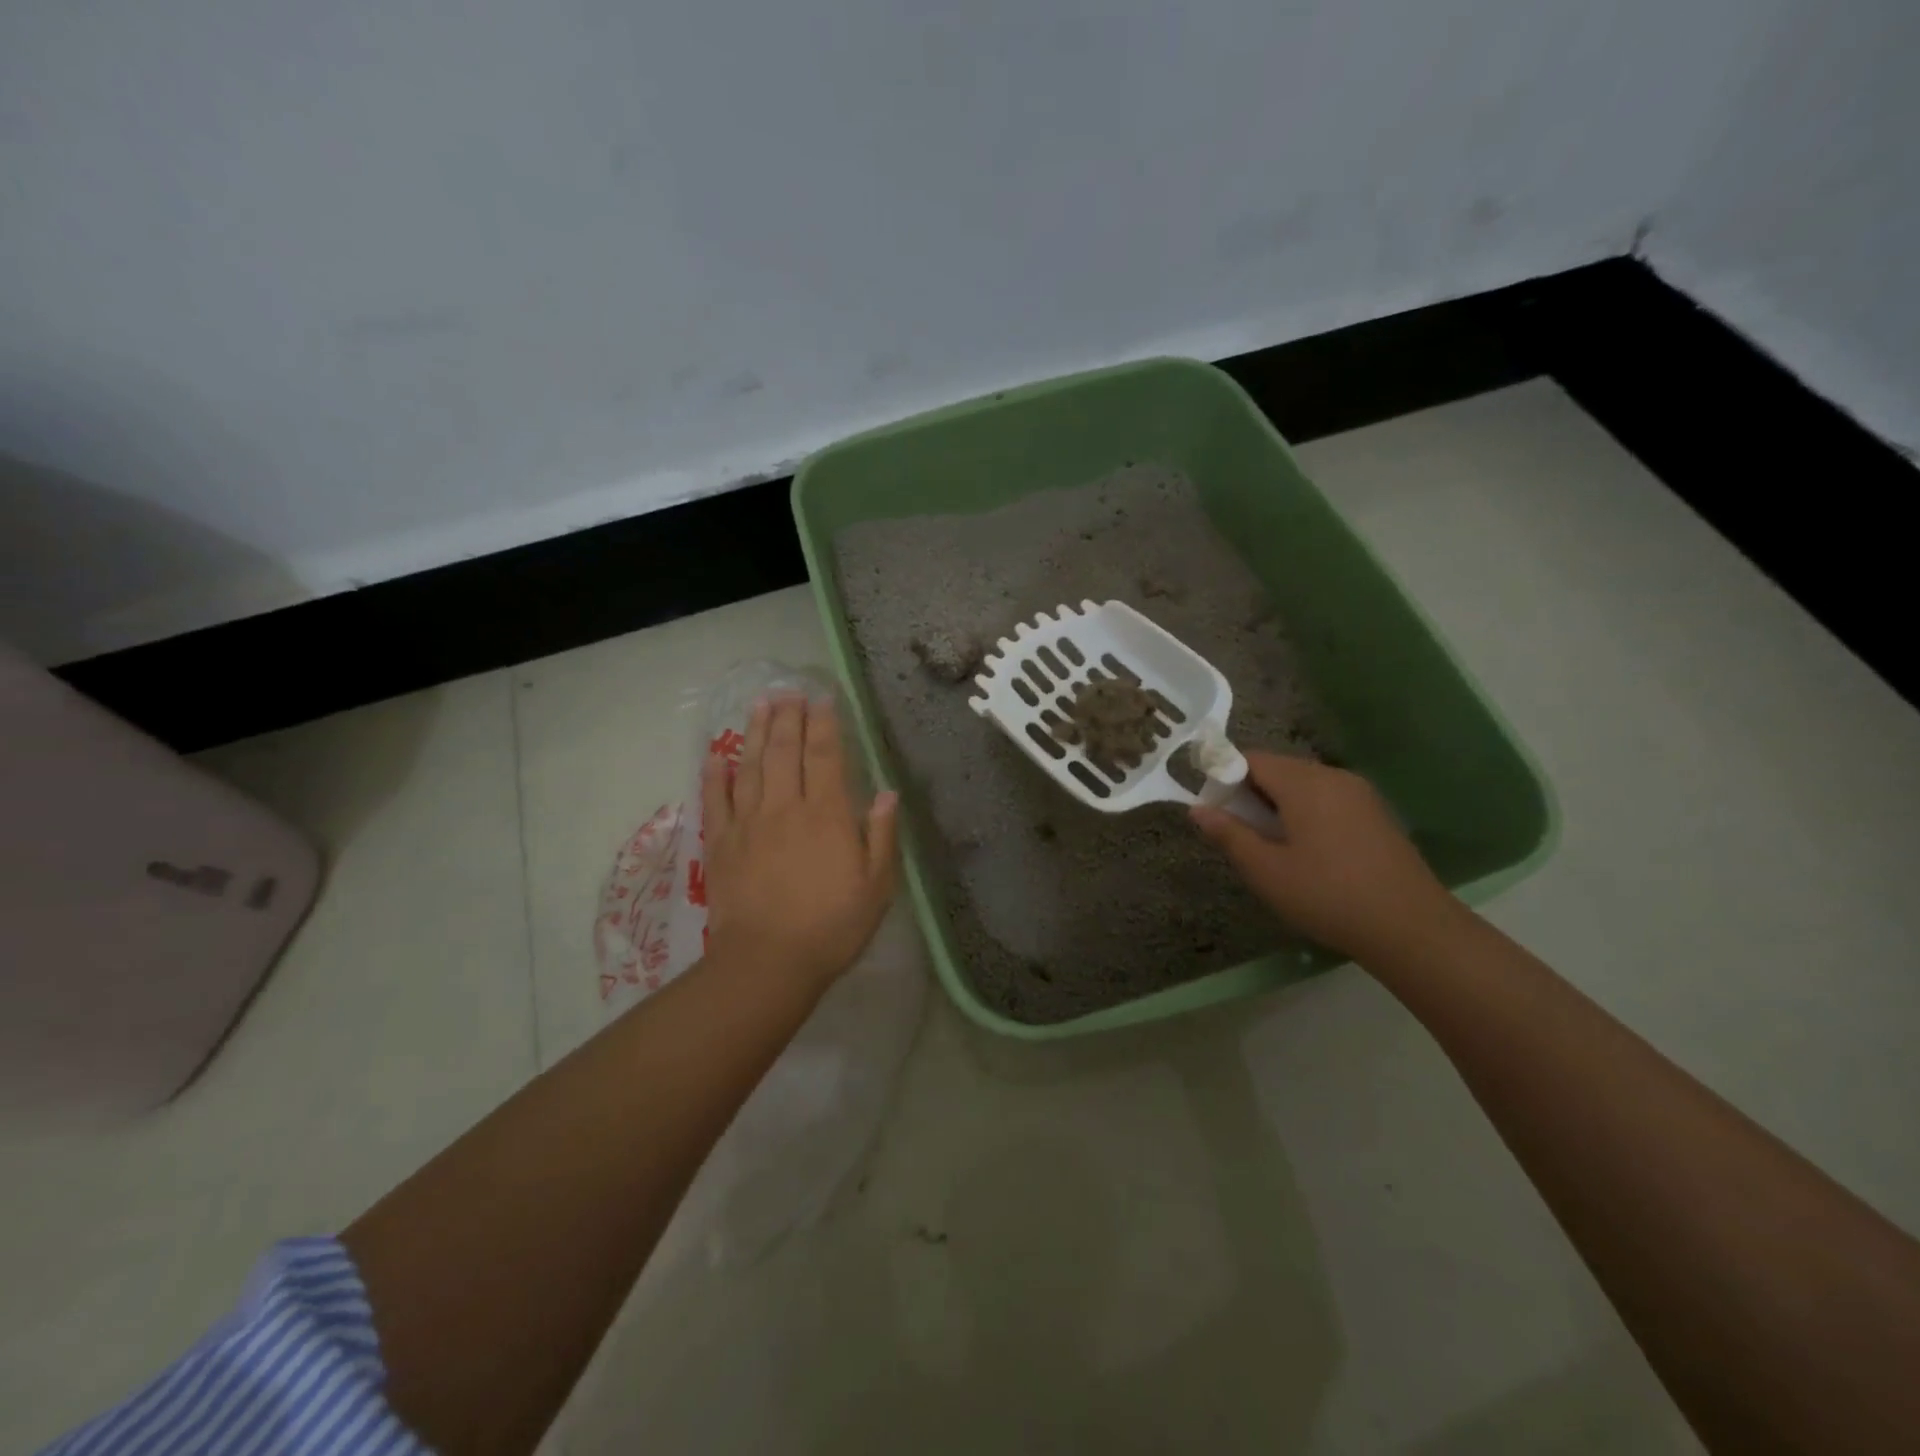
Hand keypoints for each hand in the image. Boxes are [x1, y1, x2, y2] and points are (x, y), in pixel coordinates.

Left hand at [701, 693, 899, 990]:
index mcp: (826, 815)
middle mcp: (785, 808)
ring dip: (756, 732)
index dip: (824, 725)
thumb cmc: (832, 926)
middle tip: (788, 690)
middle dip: (789, 717)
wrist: (768, 962)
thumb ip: (882, 836)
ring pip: (751, 766)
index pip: (825, 757)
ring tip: (759, 704)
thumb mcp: (876, 886)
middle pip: (785, 752)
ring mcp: (748, 823)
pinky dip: (715, 775)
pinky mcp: (721, 844)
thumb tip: (887, 793)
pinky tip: (717, 755)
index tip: (822, 700)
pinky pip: (716, 800)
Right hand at [1191, 752, 1460, 963]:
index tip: (1216, 813)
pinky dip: (1306, 813)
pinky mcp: (1376, 813)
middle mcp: (1332, 776)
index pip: (1250, 759)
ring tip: (1271, 847)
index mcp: (1303, 783)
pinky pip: (1328, 799)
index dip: (1224, 779)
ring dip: (1278, 805)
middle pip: (1278, 769)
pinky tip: (1308, 852)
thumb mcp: (1266, 870)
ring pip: (1304, 785)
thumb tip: (1197, 809)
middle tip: (1240, 835)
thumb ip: (1229, 835)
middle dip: (1251, 794)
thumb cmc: (1327, 896)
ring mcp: (1360, 793)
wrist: (1412, 928)